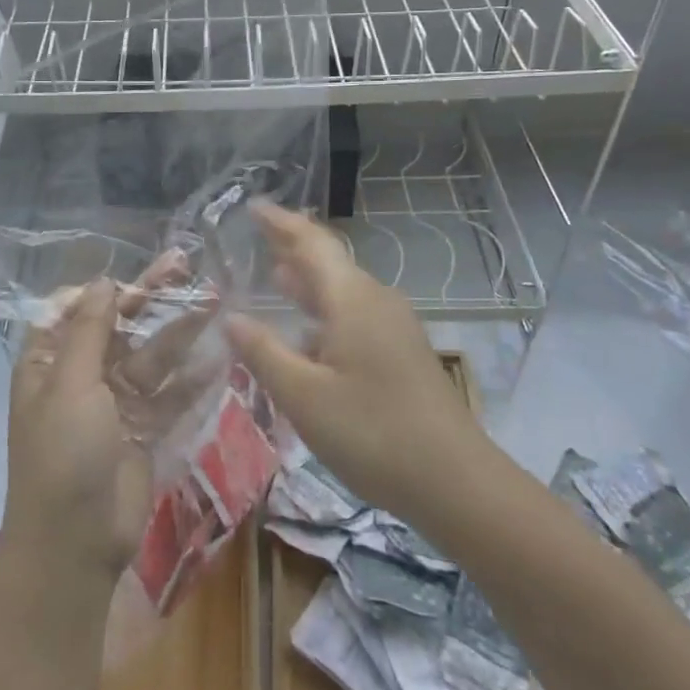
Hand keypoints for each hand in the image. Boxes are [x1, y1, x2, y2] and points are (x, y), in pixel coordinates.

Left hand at [5, 268, 214, 586]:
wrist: (75, 546)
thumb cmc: (63, 455)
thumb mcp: (71, 385)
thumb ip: (91, 331)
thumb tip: (103, 281)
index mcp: (49, 361)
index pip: (76, 309)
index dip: (106, 290)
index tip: (138, 277)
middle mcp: (81, 375)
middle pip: (120, 326)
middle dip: (151, 298)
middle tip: (186, 265)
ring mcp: (115, 402)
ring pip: (150, 355)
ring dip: (178, 329)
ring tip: (213, 298)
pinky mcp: (143, 428)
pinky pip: (169, 393)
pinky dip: (191, 376)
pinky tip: (219, 352)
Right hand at [224, 201, 486, 522]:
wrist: (457, 483)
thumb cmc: (373, 432)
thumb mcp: (304, 395)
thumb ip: (263, 352)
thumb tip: (232, 317)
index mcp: (351, 299)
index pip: (311, 243)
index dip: (281, 223)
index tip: (253, 206)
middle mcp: (375, 301)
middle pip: (328, 262)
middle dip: (292, 248)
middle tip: (257, 236)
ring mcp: (394, 326)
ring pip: (342, 291)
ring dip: (308, 282)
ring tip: (275, 276)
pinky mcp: (402, 353)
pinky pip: (354, 315)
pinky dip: (324, 311)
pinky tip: (308, 335)